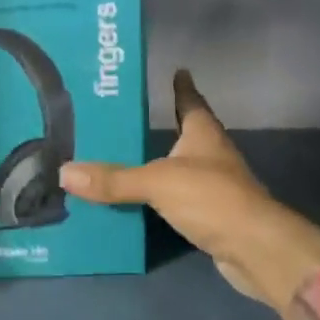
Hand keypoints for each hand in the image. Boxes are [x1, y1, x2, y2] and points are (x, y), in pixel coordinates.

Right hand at [60, 70, 319, 312]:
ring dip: (160, 163)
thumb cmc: (212, 197)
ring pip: (182, 167)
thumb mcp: (157, 182)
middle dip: (164, 125)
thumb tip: (64, 172)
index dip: (182, 87)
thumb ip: (114, 179)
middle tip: (128, 116)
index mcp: (203, 133)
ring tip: (126, 157)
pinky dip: (162, 197)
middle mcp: (212, 154)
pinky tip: (140, 201)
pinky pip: (179, 199)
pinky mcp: (213, 216)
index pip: (191, 101)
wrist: (255, 249)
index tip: (176, 70)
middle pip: (186, 133)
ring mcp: (215, 186)